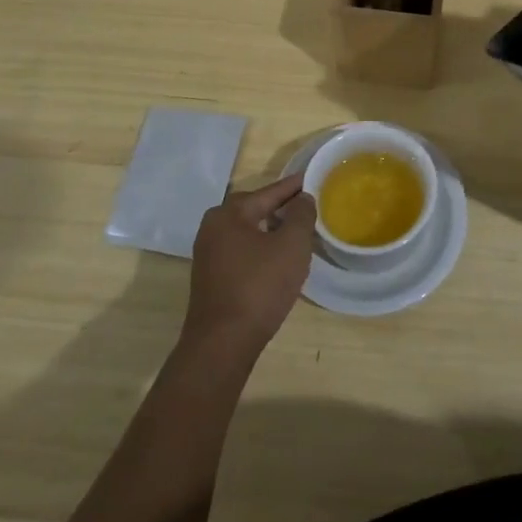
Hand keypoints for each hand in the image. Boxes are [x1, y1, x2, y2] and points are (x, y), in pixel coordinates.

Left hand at [182, 173, 317, 357]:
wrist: (223, 343)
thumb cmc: (259, 286)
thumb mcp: (291, 245)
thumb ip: (301, 215)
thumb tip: (303, 198)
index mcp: (229, 213)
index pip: (269, 192)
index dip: (294, 186)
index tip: (313, 178)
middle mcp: (213, 228)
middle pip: (255, 209)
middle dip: (282, 208)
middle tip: (308, 207)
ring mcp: (208, 254)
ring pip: (248, 232)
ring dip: (272, 230)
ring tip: (298, 233)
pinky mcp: (211, 278)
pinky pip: (241, 251)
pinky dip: (261, 249)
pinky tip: (278, 260)